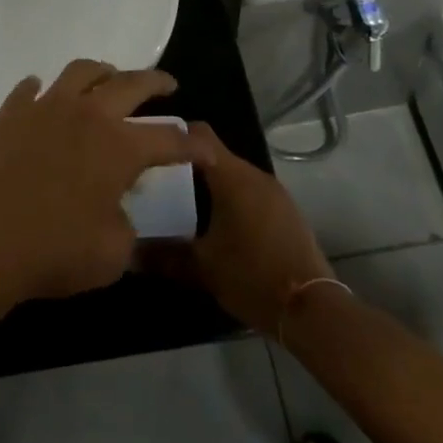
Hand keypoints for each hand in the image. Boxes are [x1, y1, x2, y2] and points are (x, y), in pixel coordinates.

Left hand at [0, 60, 214, 304]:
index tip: (204, 147)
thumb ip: (125, 227)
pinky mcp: (9, 115)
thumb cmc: (53, 251)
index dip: (191, 144)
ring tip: (109, 77)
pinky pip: (28, 89)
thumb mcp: (111, 255)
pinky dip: (40, 89)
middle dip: (155, 82)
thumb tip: (116, 212)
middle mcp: (87, 115)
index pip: (168, 139)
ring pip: (80, 71)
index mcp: (120, 146)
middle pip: (130, 84)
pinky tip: (40, 93)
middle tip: (166, 85)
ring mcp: (45, 108)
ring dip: (102, 71)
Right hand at [144, 137, 331, 335]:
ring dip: (209, 185)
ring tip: (181, 204)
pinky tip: (215, 225)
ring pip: (233, 175)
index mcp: (232, 176)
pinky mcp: (286, 213)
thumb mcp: (201, 267)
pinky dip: (230, 200)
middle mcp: (255, 175)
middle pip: (215, 154)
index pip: (198, 133)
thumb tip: (129, 252)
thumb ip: (162, 255)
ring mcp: (275, 193)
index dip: (172, 135)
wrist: (312, 309)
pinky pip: (250, 193)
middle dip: (187, 164)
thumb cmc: (251, 275)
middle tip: (157, 182)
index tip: (148, 147)